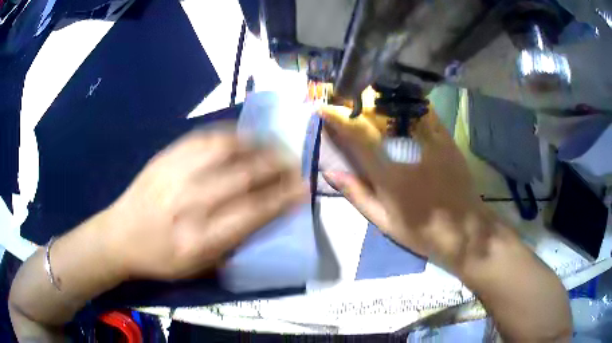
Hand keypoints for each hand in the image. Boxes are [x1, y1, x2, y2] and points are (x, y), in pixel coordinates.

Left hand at [104, 129, 306, 279]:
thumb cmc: (161, 259)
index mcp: (200, 240)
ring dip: (257, 145)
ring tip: (275, 145)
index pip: (252, 213)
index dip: (283, 198)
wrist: (119, 236)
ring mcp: (174, 175)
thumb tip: (264, 217)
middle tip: (295, 163)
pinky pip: (202, 138)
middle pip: (242, 177)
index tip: (303, 189)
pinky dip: (229, 134)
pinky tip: (244, 136)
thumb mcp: (199, 268)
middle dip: (277, 167)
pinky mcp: (164, 157)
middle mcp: (189, 204)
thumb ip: (232, 244)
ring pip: (225, 150)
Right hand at [320, 105, 492, 271]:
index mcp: (387, 173)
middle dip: (356, 105)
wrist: (463, 230)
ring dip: (380, 101)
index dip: (337, 120)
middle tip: (344, 98)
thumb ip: (358, 194)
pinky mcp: (446, 140)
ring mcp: (429, 142)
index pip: (356, 138)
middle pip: (376, 119)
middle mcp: (406, 151)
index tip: (323, 108)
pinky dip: (410, 105)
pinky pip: (426, 114)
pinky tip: (402, 102)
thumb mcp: (384, 221)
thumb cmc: (421, 231)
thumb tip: (330, 172)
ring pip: (400, 111)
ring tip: (368, 96)